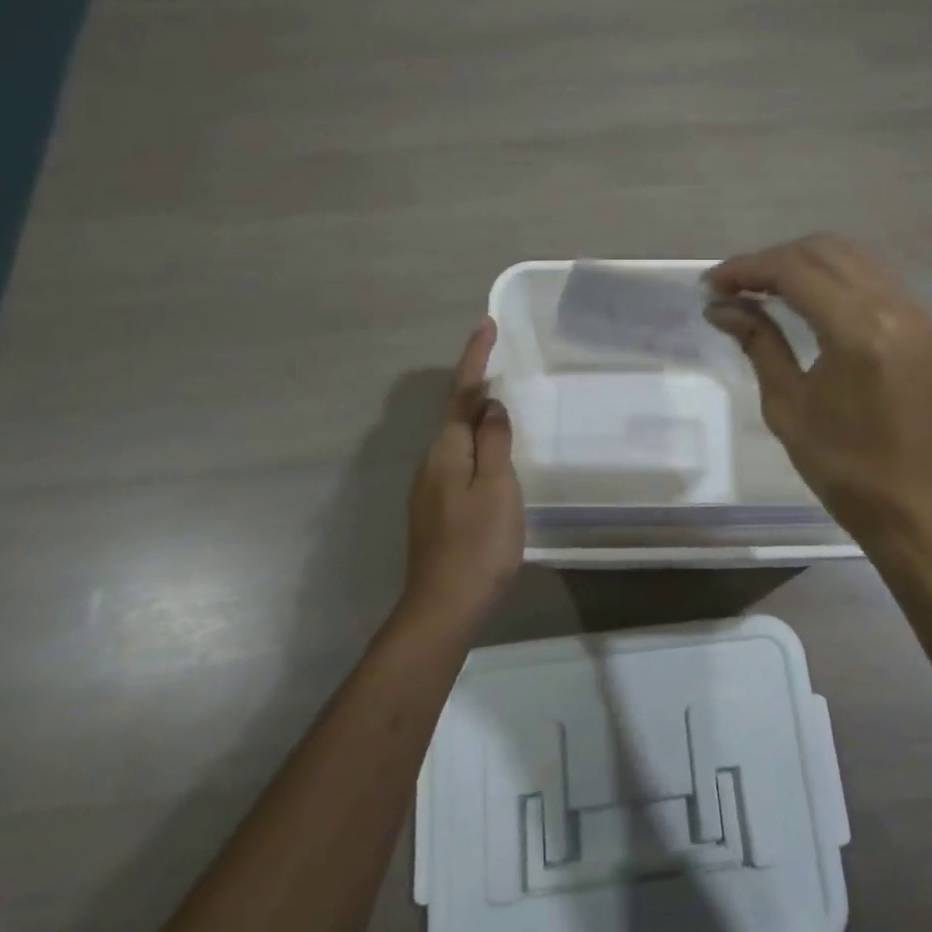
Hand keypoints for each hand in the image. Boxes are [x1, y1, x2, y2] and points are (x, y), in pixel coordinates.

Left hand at [403, 318, 524, 626]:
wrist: (443, 608)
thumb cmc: (478, 543)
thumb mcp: (497, 486)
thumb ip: (494, 441)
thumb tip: (491, 404)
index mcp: (447, 450)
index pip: (462, 392)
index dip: (475, 357)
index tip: (486, 324)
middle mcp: (432, 462)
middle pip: (455, 413)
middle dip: (475, 384)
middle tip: (499, 360)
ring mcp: (430, 489)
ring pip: (456, 440)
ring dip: (476, 416)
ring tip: (502, 405)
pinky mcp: (436, 511)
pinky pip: (458, 462)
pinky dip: (476, 446)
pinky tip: (493, 458)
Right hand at [707, 235, 931, 548]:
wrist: (916, 506)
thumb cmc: (845, 468)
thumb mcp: (788, 406)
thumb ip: (758, 343)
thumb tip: (720, 307)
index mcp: (857, 331)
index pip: (794, 270)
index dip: (746, 269)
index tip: (711, 284)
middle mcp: (892, 306)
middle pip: (822, 250)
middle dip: (771, 260)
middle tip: (732, 287)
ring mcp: (914, 311)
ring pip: (850, 254)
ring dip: (802, 261)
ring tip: (762, 288)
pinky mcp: (922, 323)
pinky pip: (871, 275)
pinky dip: (832, 274)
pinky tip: (805, 297)